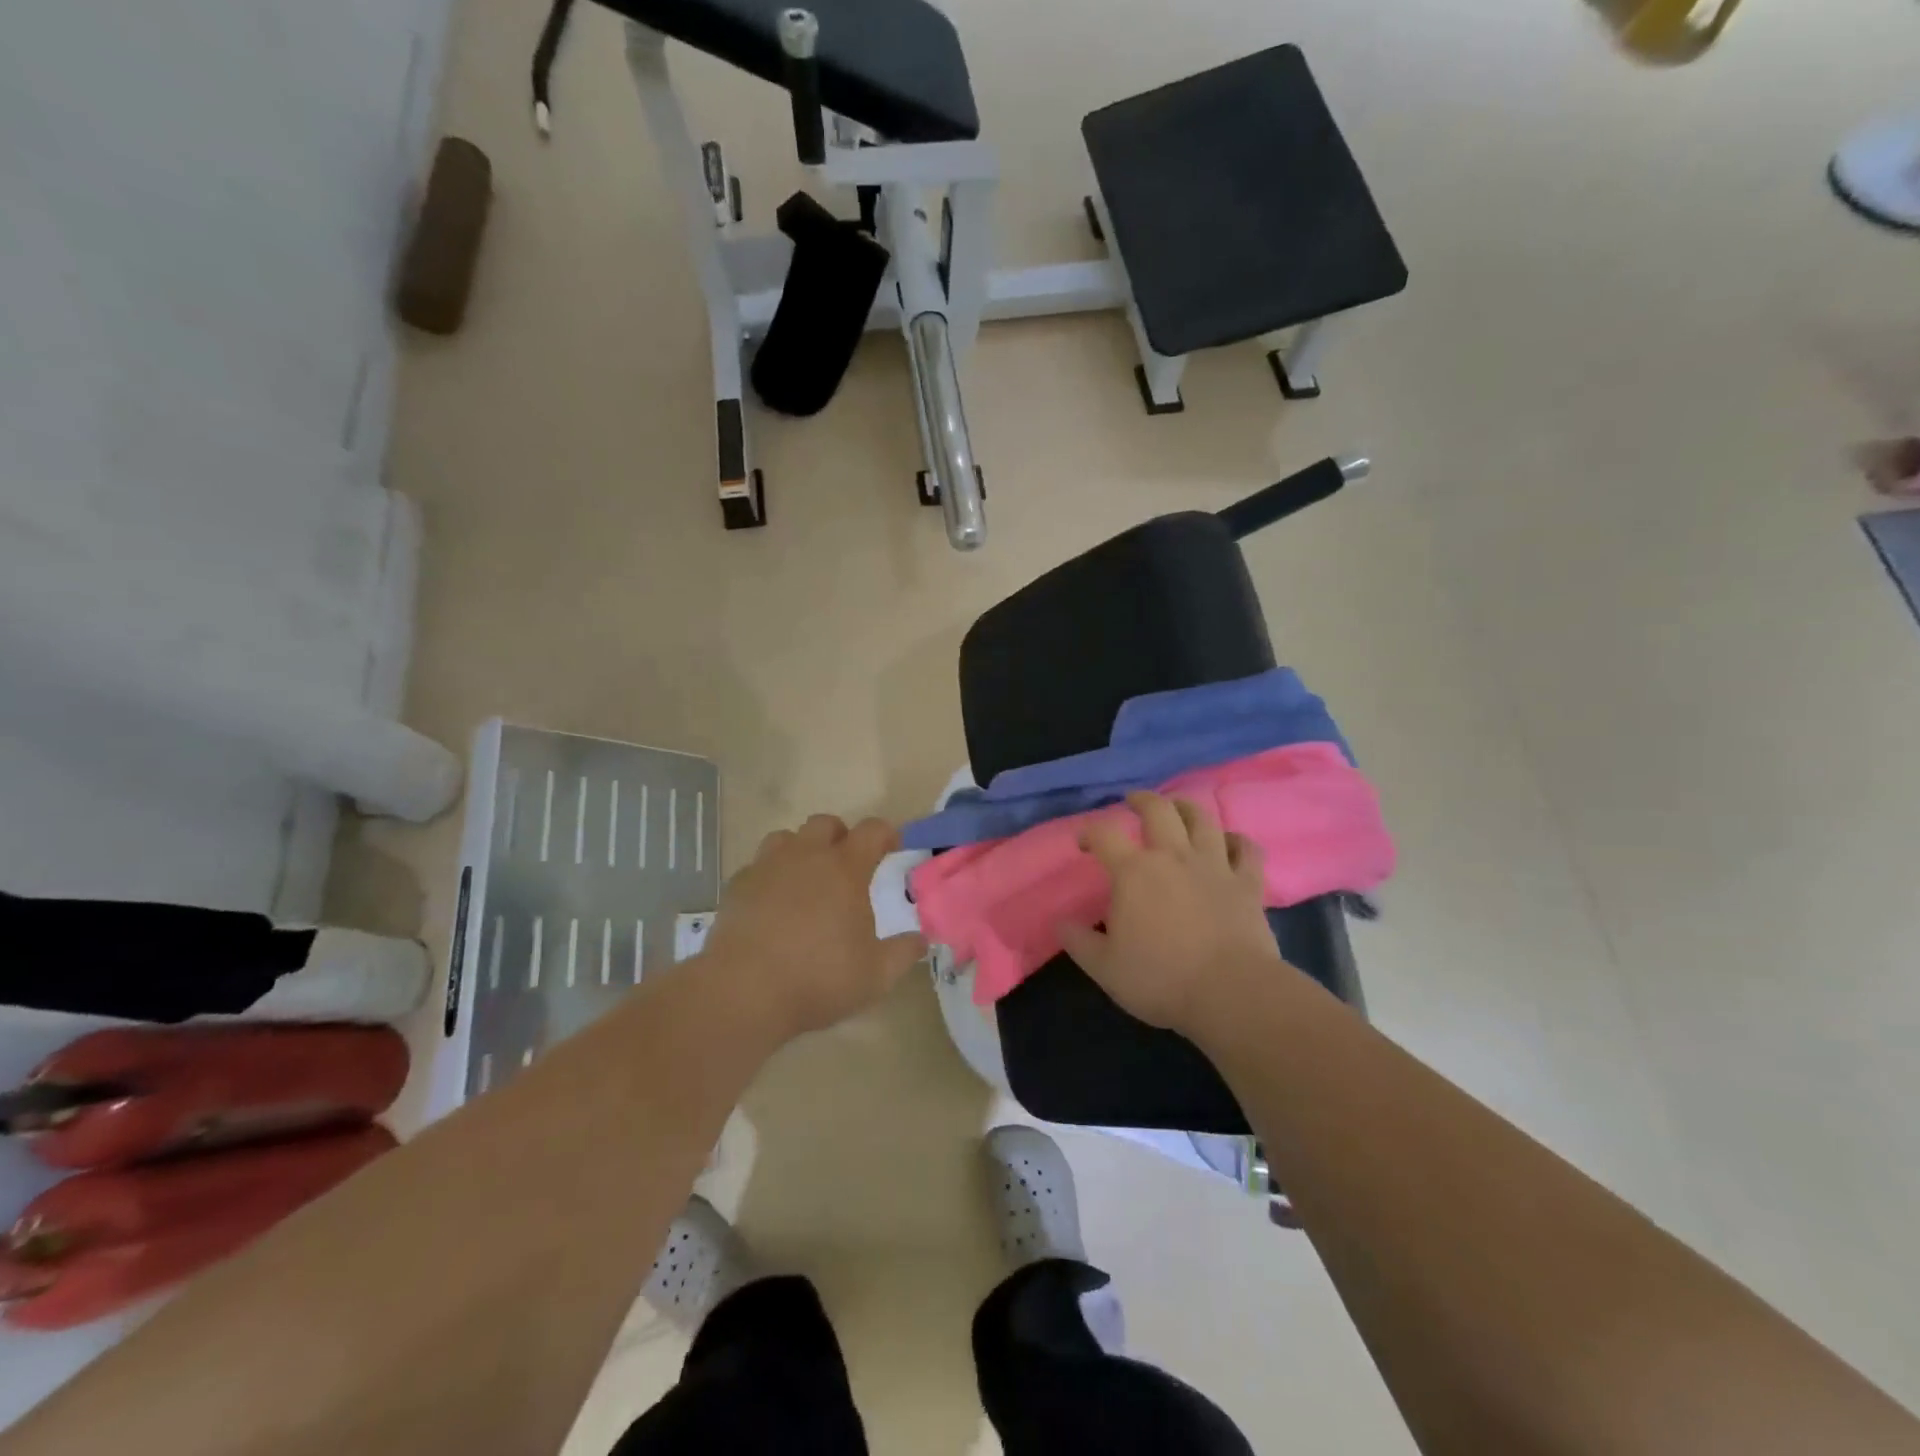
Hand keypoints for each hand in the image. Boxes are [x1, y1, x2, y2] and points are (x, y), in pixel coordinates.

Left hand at [702, 814, 926, 1041]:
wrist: (743, 991)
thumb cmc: (818, 978)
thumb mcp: (876, 975)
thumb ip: (903, 953)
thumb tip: (921, 939)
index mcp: (845, 869)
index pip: (872, 831)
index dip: (886, 834)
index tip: (892, 847)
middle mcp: (806, 856)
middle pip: (825, 823)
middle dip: (840, 836)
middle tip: (846, 865)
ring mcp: (767, 867)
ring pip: (786, 837)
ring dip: (801, 850)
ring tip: (805, 879)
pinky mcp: (737, 886)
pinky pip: (757, 867)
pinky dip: (769, 877)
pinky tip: (771, 904)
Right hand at [1058, 792, 1282, 1033]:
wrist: (1230, 992)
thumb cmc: (1160, 979)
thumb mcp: (1105, 967)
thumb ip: (1078, 941)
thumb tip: (1059, 922)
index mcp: (1133, 872)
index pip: (1105, 834)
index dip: (1090, 832)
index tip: (1084, 843)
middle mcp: (1173, 857)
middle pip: (1158, 810)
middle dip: (1142, 800)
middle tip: (1133, 802)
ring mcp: (1214, 866)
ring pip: (1203, 819)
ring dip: (1187, 808)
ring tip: (1179, 809)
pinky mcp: (1248, 883)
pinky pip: (1246, 848)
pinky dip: (1237, 840)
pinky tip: (1229, 842)